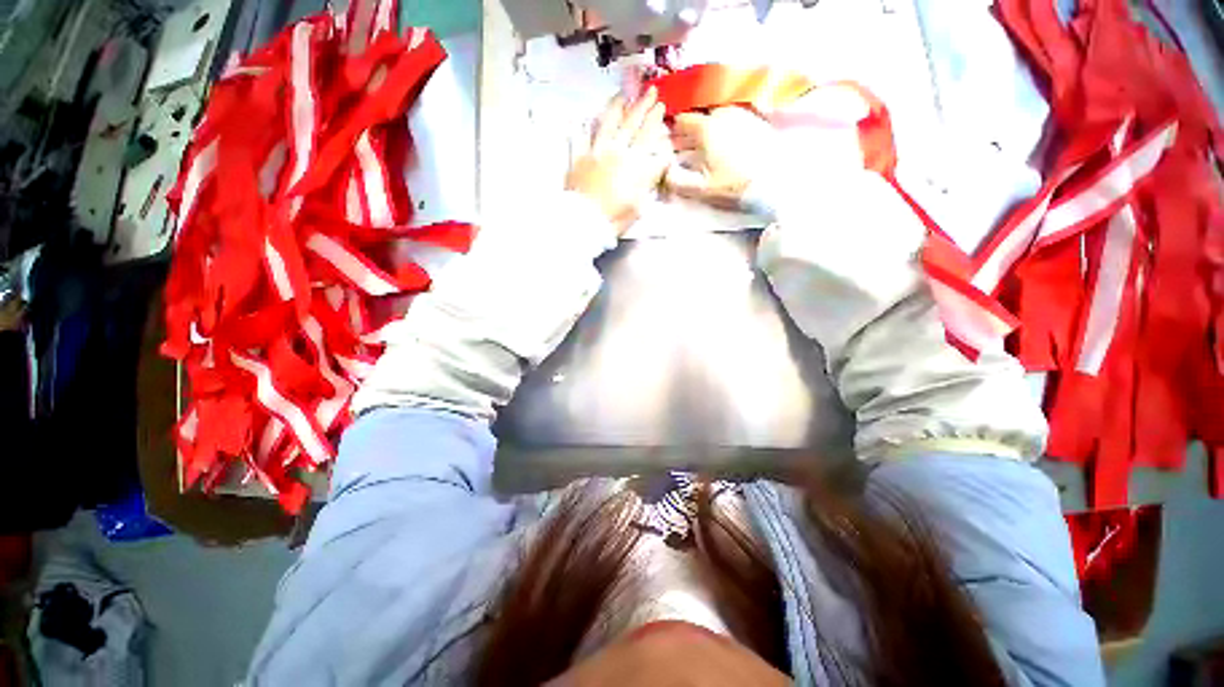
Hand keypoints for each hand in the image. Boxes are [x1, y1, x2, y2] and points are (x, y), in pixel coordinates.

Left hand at [566, 88, 671, 234]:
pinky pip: (583, 135)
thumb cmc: (614, 218)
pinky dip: (586, 125)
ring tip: (623, 95)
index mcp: (634, 163)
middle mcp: (616, 151)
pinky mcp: (580, 157)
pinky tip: (588, 116)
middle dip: (643, 106)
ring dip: (618, 106)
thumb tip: (658, 163)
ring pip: (609, 123)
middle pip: (632, 124)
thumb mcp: (639, 204)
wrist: (585, 220)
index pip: (648, 136)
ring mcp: (596, 151)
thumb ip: (648, 181)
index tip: (661, 107)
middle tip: (651, 92)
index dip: (656, 121)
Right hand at [664, 106, 778, 209]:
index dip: (672, 129)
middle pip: (699, 114)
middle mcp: (722, 114)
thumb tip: (663, 173)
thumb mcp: (702, 188)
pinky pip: (731, 116)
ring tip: (705, 143)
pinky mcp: (754, 119)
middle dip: (690, 126)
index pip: (682, 120)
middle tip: (686, 143)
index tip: (668, 139)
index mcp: (707, 128)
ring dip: (706, 124)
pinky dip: (723, 125)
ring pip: (715, 113)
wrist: (774, 178)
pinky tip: (724, 141)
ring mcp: (740, 114)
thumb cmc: (735, 184)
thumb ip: (678, 182)